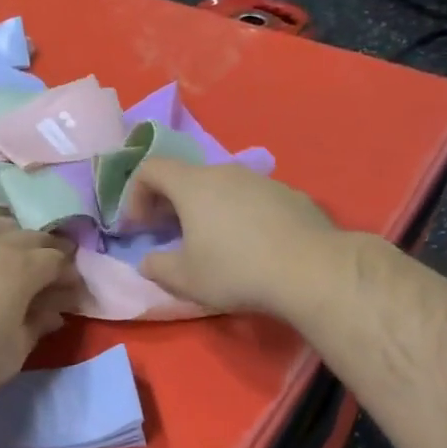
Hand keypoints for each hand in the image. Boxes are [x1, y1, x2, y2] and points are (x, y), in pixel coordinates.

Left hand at [0, 219, 82, 394]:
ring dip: (10, 234)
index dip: (70, 275)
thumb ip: (36, 329)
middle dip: (46, 249)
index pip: (59, 261)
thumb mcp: (12, 353)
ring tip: (10, 249)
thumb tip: (54, 314)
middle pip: (31, 236)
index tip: (72, 291)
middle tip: (50, 267)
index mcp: (25, 268)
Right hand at [124, 158, 340, 315]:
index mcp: (193, 185)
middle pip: (187, 177)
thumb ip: (156, 267)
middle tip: (168, 235)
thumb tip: (147, 262)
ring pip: (222, 187)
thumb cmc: (236, 270)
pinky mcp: (291, 195)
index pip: (150, 168)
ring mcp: (262, 180)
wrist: (311, 271)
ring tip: (211, 242)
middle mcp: (226, 172)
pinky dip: (239, 214)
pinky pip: (252, 199)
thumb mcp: (185, 279)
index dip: (134, 195)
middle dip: (169, 203)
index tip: (138, 227)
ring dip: (206, 209)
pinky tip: (251, 246)